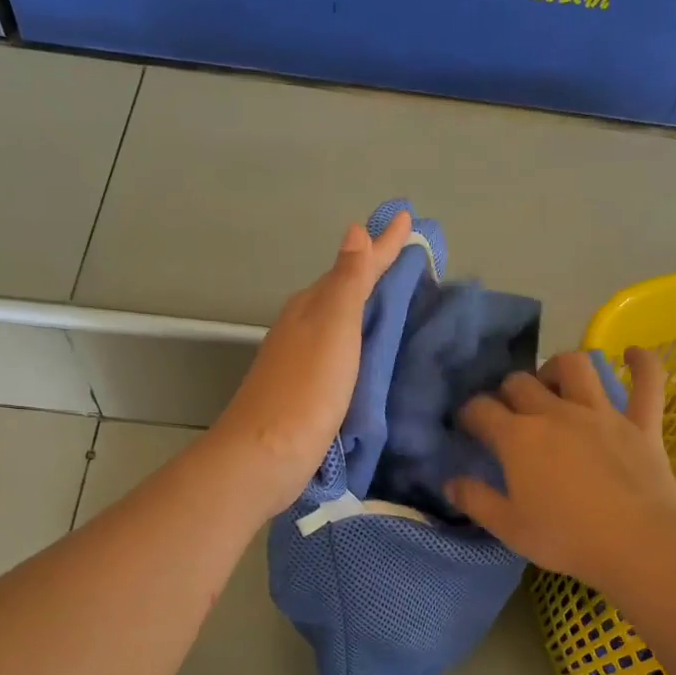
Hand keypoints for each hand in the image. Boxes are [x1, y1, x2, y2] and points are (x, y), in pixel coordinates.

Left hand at [209, 211, 413, 515]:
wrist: (265, 455)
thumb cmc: (306, 388)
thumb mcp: (333, 327)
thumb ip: (348, 281)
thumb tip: (355, 230)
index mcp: (312, 306)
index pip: (355, 267)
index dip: (383, 245)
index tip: (409, 219)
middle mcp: (304, 326)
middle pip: (345, 290)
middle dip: (376, 272)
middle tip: (410, 258)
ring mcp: (303, 360)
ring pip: (342, 322)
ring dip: (368, 307)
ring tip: (399, 300)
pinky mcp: (309, 392)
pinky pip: (343, 353)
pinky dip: (361, 342)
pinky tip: (373, 352)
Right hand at [448, 348, 675, 589]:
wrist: (638, 544)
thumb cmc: (566, 538)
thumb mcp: (509, 528)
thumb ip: (475, 500)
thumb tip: (450, 482)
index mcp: (519, 438)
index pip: (481, 409)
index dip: (470, 413)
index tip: (469, 426)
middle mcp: (556, 413)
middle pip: (521, 383)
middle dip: (507, 392)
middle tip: (509, 413)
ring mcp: (601, 414)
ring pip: (576, 366)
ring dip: (558, 367)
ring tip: (554, 384)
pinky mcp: (640, 424)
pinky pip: (647, 382)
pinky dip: (642, 364)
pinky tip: (633, 354)